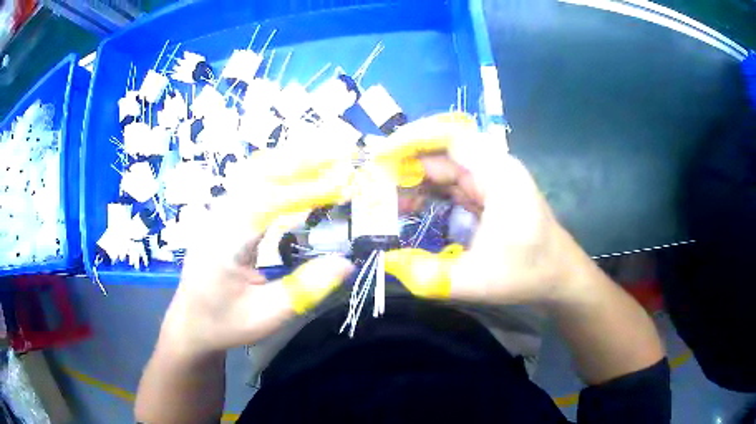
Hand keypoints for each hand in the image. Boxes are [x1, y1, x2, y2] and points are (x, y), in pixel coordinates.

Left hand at [159, 148, 355, 356]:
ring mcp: (219, 210)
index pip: (268, 202)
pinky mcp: (224, 212)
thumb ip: (304, 289)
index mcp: (225, 242)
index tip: (343, 184)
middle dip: (303, 159)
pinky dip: (281, 169)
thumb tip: (346, 263)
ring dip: (293, 159)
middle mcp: (219, 216)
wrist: (191, 321)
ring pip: (256, 172)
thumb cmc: (225, 322)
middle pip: (261, 174)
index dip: (308, 190)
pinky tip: (300, 168)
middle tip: (342, 150)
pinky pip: (253, 181)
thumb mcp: (266, 316)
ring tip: (328, 153)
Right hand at [383, 122, 579, 305]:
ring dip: (413, 180)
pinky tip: (407, 206)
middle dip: (405, 164)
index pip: (452, 137)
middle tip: (370, 183)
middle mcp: (494, 169)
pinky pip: (450, 185)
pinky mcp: (487, 195)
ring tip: (382, 198)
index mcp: (498, 174)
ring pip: (444, 169)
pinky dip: (426, 192)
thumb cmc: (528, 273)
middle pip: (443, 152)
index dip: (413, 139)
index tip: (380, 155)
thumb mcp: (477, 280)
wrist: (559, 277)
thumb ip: (430, 275)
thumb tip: (388, 263)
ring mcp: (490, 181)